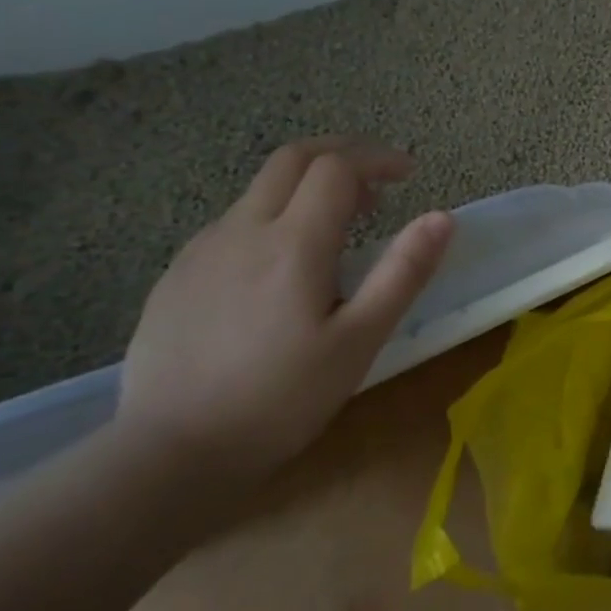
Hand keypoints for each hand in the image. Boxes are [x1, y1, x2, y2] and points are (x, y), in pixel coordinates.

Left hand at [115, 138, 453, 485]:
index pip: (337, 166)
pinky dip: (275, 217)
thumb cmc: (281, 399)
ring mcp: (201, 251)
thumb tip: (443, 217)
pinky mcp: (176, 276)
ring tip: (341, 228)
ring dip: (308, 187)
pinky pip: (234, 223)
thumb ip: (403, 272)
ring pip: (260, 189)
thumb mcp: (360, 340)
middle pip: (293, 158)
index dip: (378, 159)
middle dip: (342, 154)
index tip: (410, 175)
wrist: (168, 456)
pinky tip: (285, 267)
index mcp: (292, 242)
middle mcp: (242, 230)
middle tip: (378, 183)